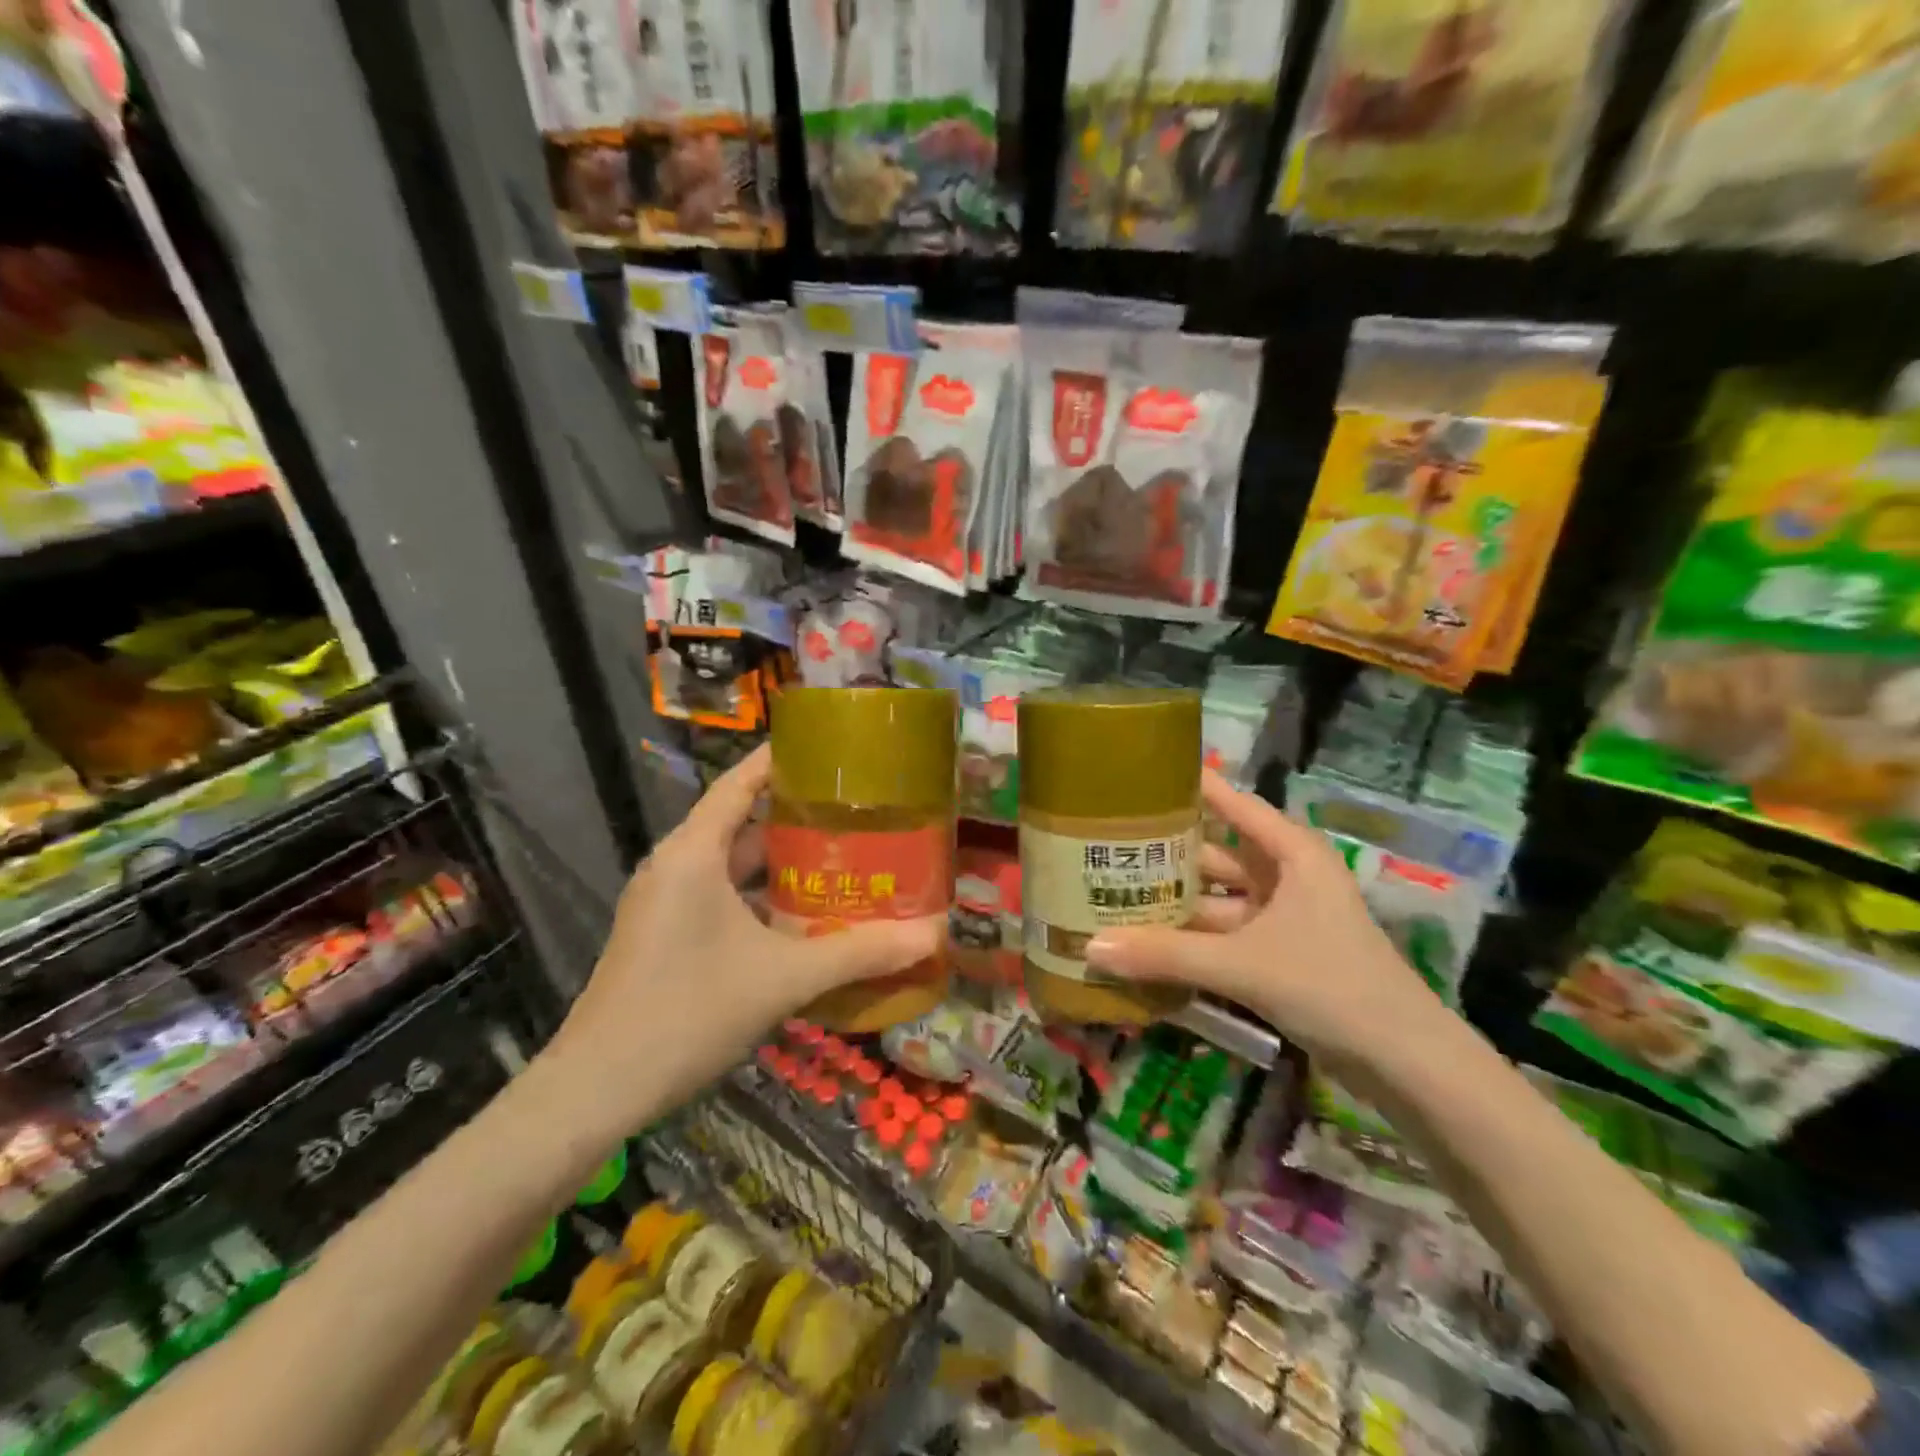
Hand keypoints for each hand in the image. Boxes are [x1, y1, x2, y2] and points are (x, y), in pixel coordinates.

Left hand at [538, 745, 943, 1138]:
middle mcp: (675, 865)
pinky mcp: (664, 935)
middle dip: (797, 815)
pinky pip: (720, 896)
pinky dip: (760, 896)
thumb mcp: (783, 979)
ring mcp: (665, 902)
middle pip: (741, 821)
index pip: (740, 782)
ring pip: (732, 864)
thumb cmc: (688, 1012)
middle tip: (857, 810)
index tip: (830, 747)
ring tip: (842, 856)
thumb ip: (858, 954)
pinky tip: (803, 916)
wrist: (596, 1090)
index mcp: (693, 852)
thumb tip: (932, 936)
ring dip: (781, 862)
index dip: (781, 758)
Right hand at [1085, 771, 1446, 1064]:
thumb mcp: (1244, 965)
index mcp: (1292, 854)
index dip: (1193, 786)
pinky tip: (1144, 943)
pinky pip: (1222, 937)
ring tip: (1112, 893)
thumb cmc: (1332, 986)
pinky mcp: (1277, 957)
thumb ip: (1166, 955)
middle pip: (1216, 855)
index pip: (1234, 804)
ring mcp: (1281, 919)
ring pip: (1216, 900)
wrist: (1406, 1065)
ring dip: (1174, 903)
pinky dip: (1189, 941)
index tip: (1143, 772)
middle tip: (1106, 843)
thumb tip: (1088, 948)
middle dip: (1166, 854)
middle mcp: (1286, 878)